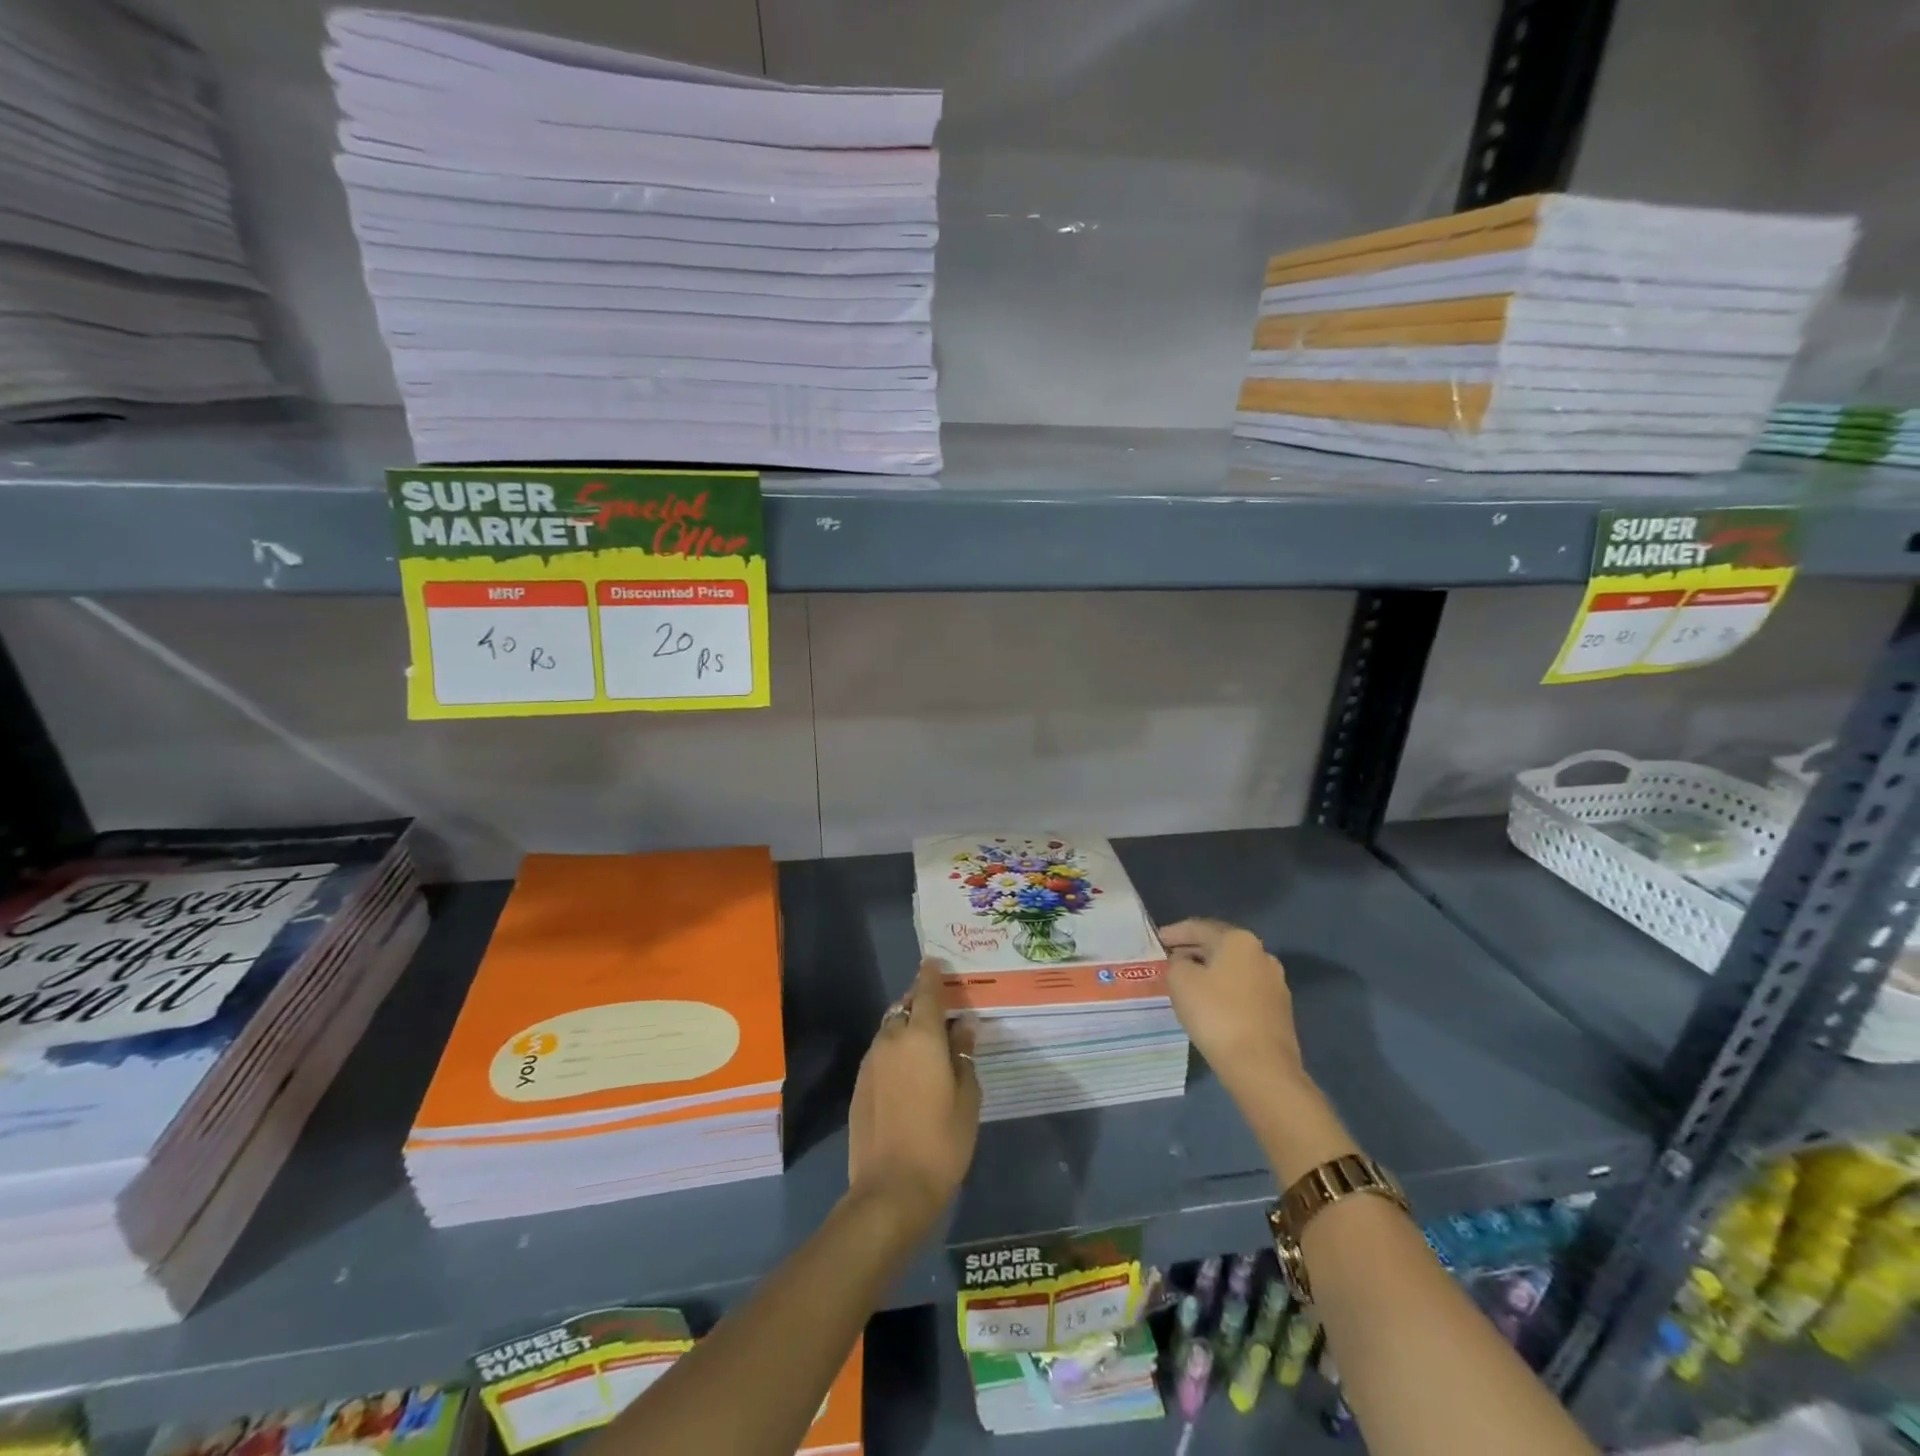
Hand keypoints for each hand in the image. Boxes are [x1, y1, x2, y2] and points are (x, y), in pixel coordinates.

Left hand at [847, 957, 981, 1233]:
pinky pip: (880, 1053)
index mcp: (921, 1036)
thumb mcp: (967, 1097)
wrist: (890, 1189)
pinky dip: (895, 1050)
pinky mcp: (859, 1084)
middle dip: (919, 1002)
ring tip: (926, 1042)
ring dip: (906, 1027)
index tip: (935, 962)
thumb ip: (963, 1054)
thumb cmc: (941, 1141)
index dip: (931, 975)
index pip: (926, 991)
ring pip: (890, 1030)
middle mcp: (892, 1039)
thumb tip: (962, 1025)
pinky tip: (908, 1071)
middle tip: (940, 1010)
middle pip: (905, 1007)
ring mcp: (871, 1062)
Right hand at [1159, 918, 1307, 1094]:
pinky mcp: (1279, 1010)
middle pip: (1219, 945)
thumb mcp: (1180, 980)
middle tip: (1169, 958)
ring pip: (1233, 968)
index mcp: (1239, 940)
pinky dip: (1224, 989)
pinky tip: (1209, 1002)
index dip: (1174, 932)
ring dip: (1209, 970)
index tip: (1157, 940)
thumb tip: (1185, 962)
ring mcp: (1274, 983)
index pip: (1199, 927)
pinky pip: (1243, 990)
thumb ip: (1177, 962)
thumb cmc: (1216, 1014)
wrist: (1261, 1067)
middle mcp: (1262, 955)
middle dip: (1193, 950)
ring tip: (1187, 980)